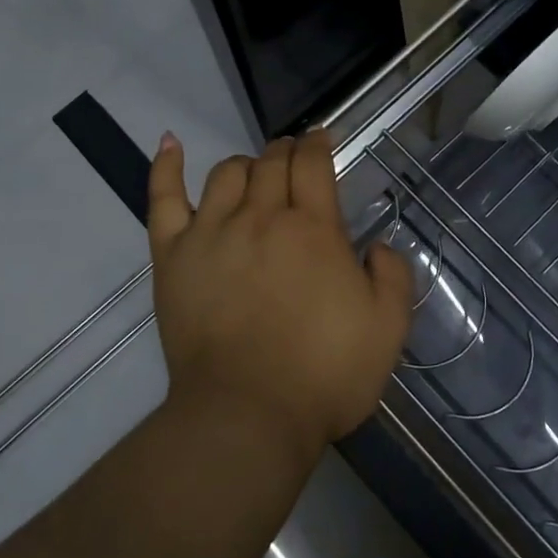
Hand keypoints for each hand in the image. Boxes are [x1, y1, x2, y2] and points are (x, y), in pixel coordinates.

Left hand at [147, 129, 414, 458]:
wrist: (248, 416)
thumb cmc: (324, 375)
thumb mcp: (387, 329)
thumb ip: (393, 277)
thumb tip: (379, 246)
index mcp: (313, 229)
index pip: (312, 164)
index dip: (317, 145)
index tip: (321, 141)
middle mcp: (261, 217)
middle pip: (271, 162)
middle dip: (286, 152)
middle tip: (293, 162)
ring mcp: (211, 232)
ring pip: (226, 173)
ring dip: (246, 165)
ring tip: (254, 176)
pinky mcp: (172, 255)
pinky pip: (163, 198)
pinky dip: (166, 166)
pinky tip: (169, 144)